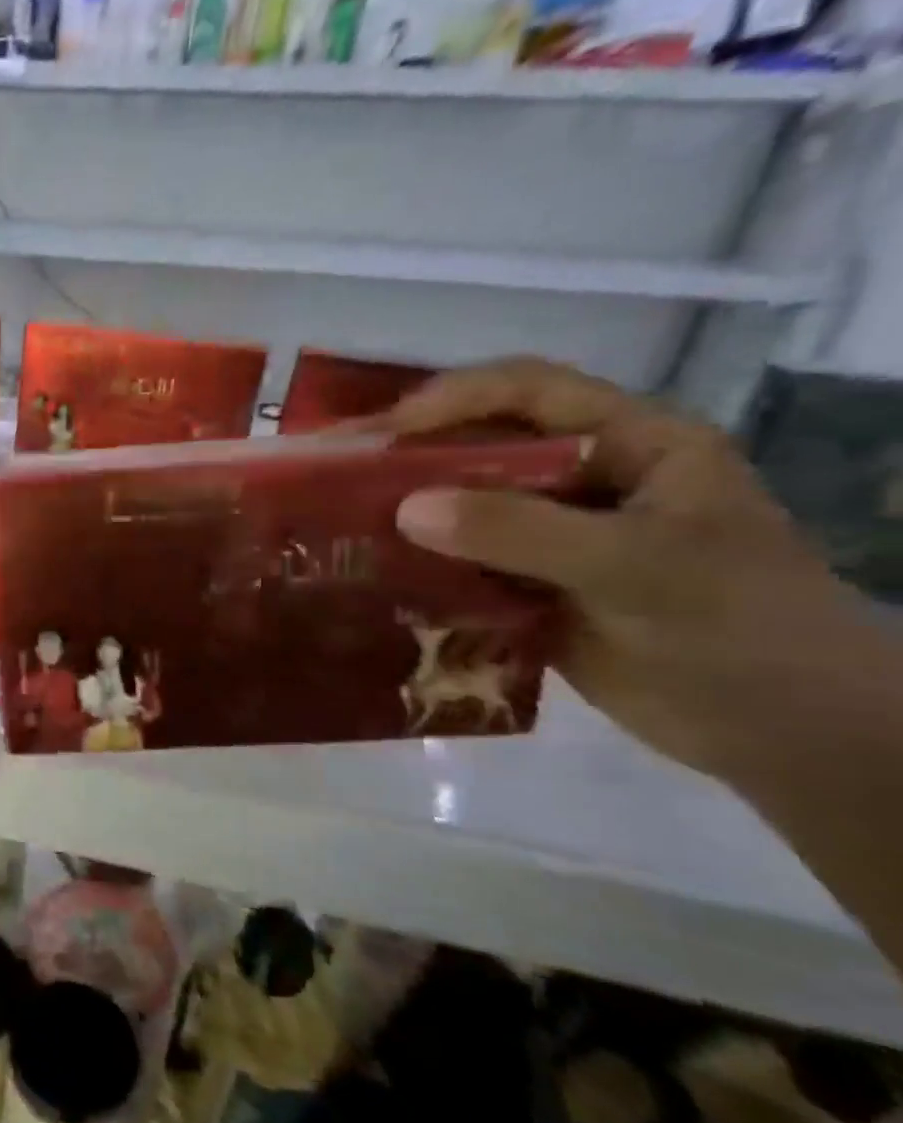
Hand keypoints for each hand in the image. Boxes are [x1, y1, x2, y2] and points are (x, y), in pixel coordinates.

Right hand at [381, 359, 900, 802]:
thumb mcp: (636, 567)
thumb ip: (521, 532)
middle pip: (484, 446)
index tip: (385, 432)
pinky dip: (422, 569)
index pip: (530, 390)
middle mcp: (585, 480)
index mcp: (631, 445)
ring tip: (342, 527)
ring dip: (410, 516)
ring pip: (466, 508)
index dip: (455, 398)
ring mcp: (556, 537)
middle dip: (413, 459)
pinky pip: (464, 565)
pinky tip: (377, 578)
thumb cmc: (734, 627)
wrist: (783, 732)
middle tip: (339, 479)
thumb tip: (405, 509)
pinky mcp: (532, 587)